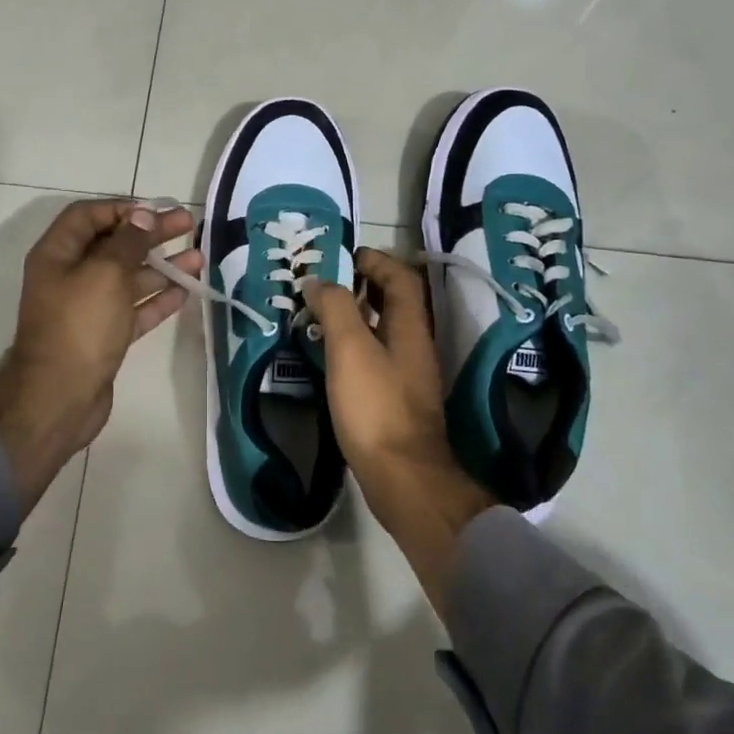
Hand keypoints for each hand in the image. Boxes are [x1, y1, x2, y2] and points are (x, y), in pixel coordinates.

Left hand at [0, 200, 201, 514]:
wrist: (59, 398)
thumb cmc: (79, 326)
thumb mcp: (105, 274)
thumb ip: (127, 242)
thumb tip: (142, 215)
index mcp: (57, 254)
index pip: (87, 216)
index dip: (122, 209)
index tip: (156, 210)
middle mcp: (69, 276)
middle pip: (113, 245)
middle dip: (150, 234)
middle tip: (188, 225)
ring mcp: (87, 308)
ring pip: (128, 278)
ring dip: (161, 266)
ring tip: (198, 258)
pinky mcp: (103, 336)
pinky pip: (133, 309)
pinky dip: (157, 299)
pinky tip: (185, 291)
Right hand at [302, 249, 491, 607]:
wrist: (402, 477)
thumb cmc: (376, 406)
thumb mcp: (350, 349)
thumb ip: (335, 308)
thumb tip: (319, 280)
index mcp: (410, 327)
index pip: (400, 278)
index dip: (376, 261)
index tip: (344, 256)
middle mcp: (415, 346)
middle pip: (395, 302)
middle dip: (363, 286)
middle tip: (326, 284)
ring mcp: (409, 376)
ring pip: (385, 331)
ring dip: (357, 317)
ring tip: (320, 316)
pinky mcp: (397, 401)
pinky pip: (377, 358)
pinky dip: (356, 346)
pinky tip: (330, 358)